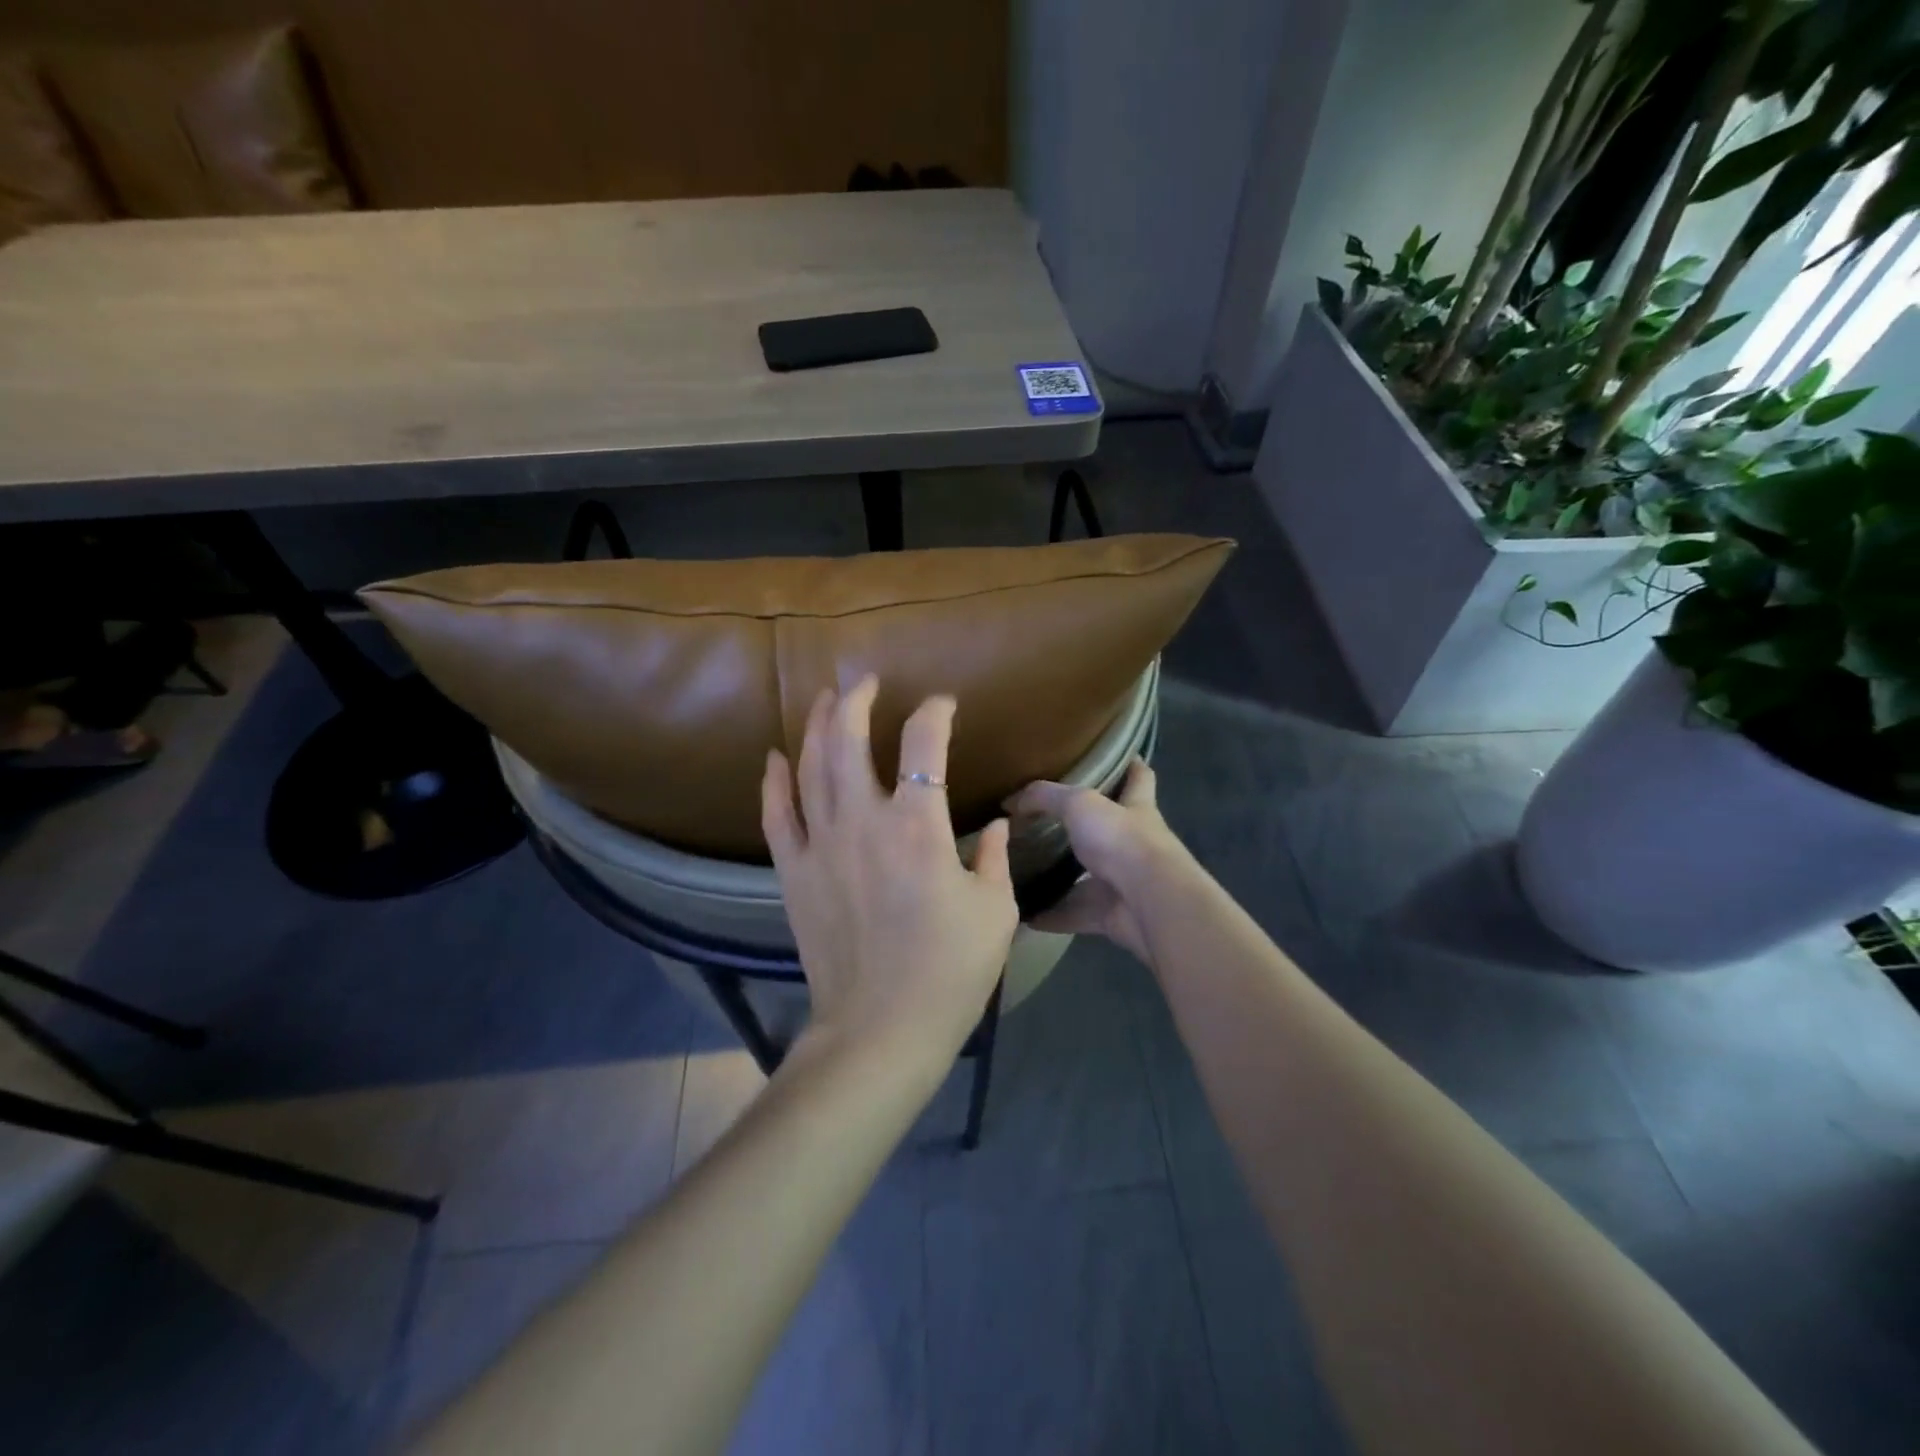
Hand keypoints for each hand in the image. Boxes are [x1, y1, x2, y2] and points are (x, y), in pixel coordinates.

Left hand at [762, 676, 1018, 1067]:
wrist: (881, 1030)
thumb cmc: (949, 972)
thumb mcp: (994, 912)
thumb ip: (996, 859)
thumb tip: (998, 826)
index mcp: (918, 826)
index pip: (923, 745)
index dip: (935, 714)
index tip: (943, 706)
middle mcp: (863, 821)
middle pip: (848, 739)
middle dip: (857, 700)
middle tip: (865, 681)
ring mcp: (820, 845)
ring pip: (809, 767)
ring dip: (816, 726)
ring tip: (824, 699)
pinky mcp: (793, 873)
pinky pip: (776, 815)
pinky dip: (773, 782)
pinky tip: (775, 757)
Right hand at [1007, 758, 1192, 965]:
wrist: (1150, 902)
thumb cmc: (1121, 840)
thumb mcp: (1079, 804)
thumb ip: (1045, 798)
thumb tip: (1011, 801)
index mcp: (1136, 808)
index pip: (1139, 778)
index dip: (1132, 765)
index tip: (1122, 756)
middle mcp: (1135, 843)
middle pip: (1110, 830)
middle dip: (1085, 828)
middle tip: (1047, 822)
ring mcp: (1125, 882)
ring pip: (1089, 877)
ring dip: (1063, 877)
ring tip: (1028, 870)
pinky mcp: (1113, 915)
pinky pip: (1076, 913)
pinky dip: (1052, 915)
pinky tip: (1025, 914)